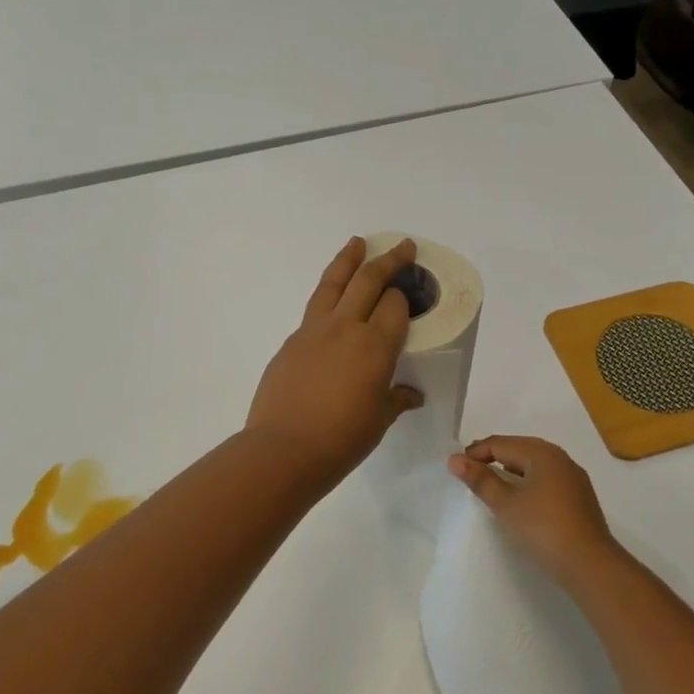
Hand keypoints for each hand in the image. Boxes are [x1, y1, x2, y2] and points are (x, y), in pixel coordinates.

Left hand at [245, 238, 425, 490]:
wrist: (282, 450)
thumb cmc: (341, 440)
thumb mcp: (378, 421)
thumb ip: (396, 400)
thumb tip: (411, 395)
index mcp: (375, 346)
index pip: (395, 305)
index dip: (404, 296)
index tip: (410, 294)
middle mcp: (345, 328)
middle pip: (368, 280)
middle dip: (388, 260)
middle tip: (403, 246)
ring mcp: (313, 331)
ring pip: (333, 283)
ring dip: (348, 259)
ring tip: (357, 243)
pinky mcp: (290, 341)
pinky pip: (314, 309)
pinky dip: (327, 296)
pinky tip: (332, 304)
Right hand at [448, 436, 627, 589]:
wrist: (590, 565)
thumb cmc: (543, 528)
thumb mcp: (506, 504)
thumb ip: (481, 480)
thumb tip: (455, 460)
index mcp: (542, 453)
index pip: (501, 444)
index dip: (476, 452)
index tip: (456, 466)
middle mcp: (560, 458)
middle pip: (520, 448)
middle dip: (494, 456)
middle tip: (470, 470)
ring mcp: (573, 477)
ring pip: (535, 463)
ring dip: (511, 468)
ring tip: (492, 481)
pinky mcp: (579, 497)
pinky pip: (547, 478)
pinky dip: (528, 480)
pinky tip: (521, 496)